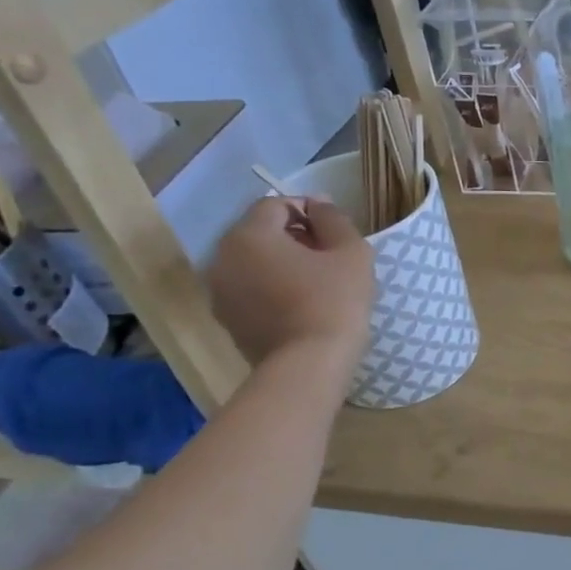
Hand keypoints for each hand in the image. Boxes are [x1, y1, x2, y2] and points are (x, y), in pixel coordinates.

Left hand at [207, 197, 373, 369]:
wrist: (309, 364)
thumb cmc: (334, 300)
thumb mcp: (351, 251)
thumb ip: (334, 219)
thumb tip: (319, 205)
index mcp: (249, 235)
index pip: (276, 205)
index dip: (308, 211)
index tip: (335, 231)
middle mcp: (222, 257)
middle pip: (259, 232)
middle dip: (293, 236)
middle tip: (328, 255)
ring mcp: (219, 291)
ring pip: (253, 262)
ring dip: (281, 262)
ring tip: (315, 281)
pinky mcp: (226, 319)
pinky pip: (249, 289)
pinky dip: (271, 287)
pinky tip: (300, 303)